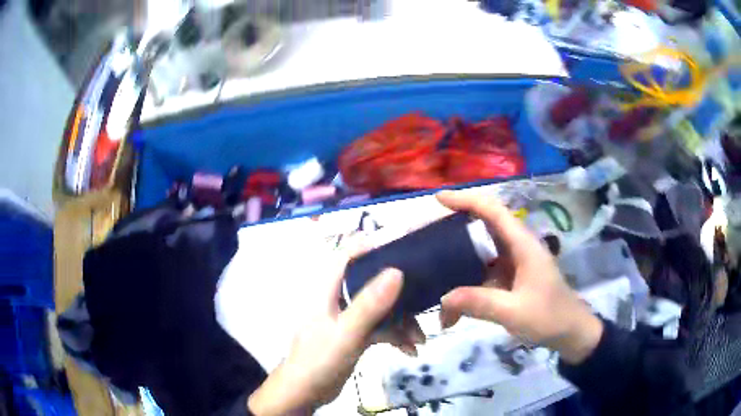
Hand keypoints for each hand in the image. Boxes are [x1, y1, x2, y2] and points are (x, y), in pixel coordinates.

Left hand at [248, 246, 418, 414]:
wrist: (305, 393)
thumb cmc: (319, 359)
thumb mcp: (346, 333)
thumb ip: (369, 304)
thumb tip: (397, 270)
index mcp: (329, 288)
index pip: (349, 253)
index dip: (375, 244)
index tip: (407, 247)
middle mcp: (340, 297)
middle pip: (373, 280)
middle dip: (400, 292)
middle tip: (425, 299)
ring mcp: (349, 316)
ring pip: (381, 307)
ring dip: (402, 321)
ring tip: (420, 339)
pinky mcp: (356, 334)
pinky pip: (381, 327)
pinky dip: (396, 336)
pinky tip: (410, 350)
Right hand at [436, 190, 602, 364]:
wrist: (570, 332)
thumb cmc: (549, 317)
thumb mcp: (514, 312)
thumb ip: (479, 303)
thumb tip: (442, 299)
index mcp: (522, 244)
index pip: (492, 210)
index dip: (466, 200)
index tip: (438, 199)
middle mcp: (516, 247)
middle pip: (482, 226)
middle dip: (453, 227)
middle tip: (425, 235)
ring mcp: (513, 264)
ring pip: (479, 252)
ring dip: (456, 262)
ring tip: (430, 270)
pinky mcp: (510, 279)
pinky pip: (482, 274)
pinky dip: (465, 287)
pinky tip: (451, 310)